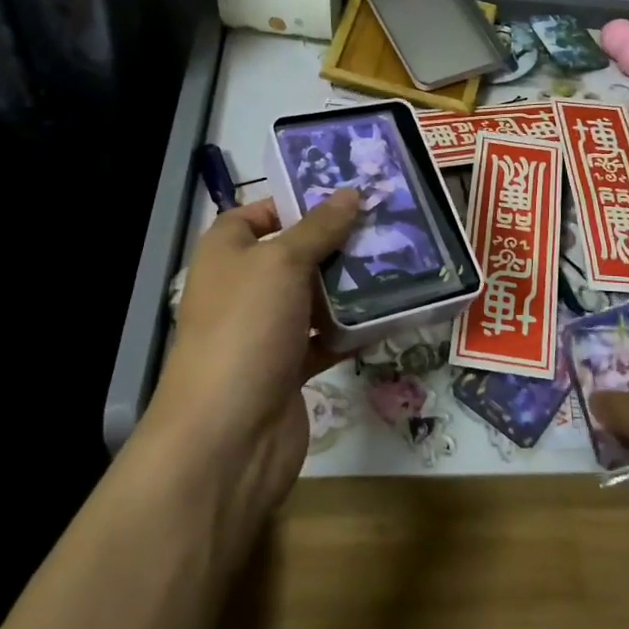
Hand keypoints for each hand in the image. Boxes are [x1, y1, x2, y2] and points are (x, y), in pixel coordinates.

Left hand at [133, 190, 360, 518]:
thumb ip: (319, 228)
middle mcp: (243, 287)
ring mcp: (266, 330)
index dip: (298, 202)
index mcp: (226, 253)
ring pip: (314, 297)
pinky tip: (392, 315)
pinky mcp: (288, 367)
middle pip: (295, 254)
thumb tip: (350, 193)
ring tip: (402, 264)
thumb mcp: (282, 263)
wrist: (228, 435)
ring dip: (351, 286)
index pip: (259, 213)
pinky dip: (353, 329)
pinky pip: (326, 338)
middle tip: (389, 226)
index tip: (348, 198)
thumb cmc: (246, 329)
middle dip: (338, 243)